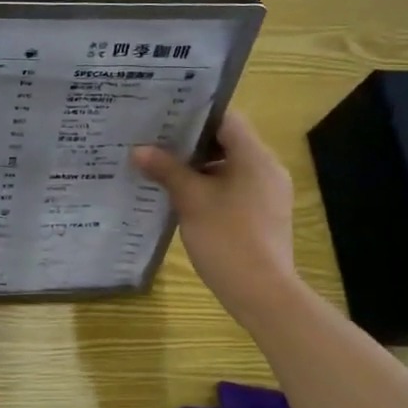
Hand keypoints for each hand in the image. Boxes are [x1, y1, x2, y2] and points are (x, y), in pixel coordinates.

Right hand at [132, 111, 297, 320]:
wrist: (262, 293)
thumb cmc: (227, 239)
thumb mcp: (191, 201)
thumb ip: (167, 170)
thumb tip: (139, 150)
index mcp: (255, 157)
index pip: (226, 118)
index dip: (195, 114)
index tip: (165, 116)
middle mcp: (267, 168)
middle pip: (228, 142)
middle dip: (191, 143)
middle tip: (156, 141)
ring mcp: (268, 193)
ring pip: (230, 167)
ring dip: (199, 166)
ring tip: (162, 167)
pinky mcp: (264, 214)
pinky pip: (235, 187)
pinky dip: (211, 186)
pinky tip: (183, 197)